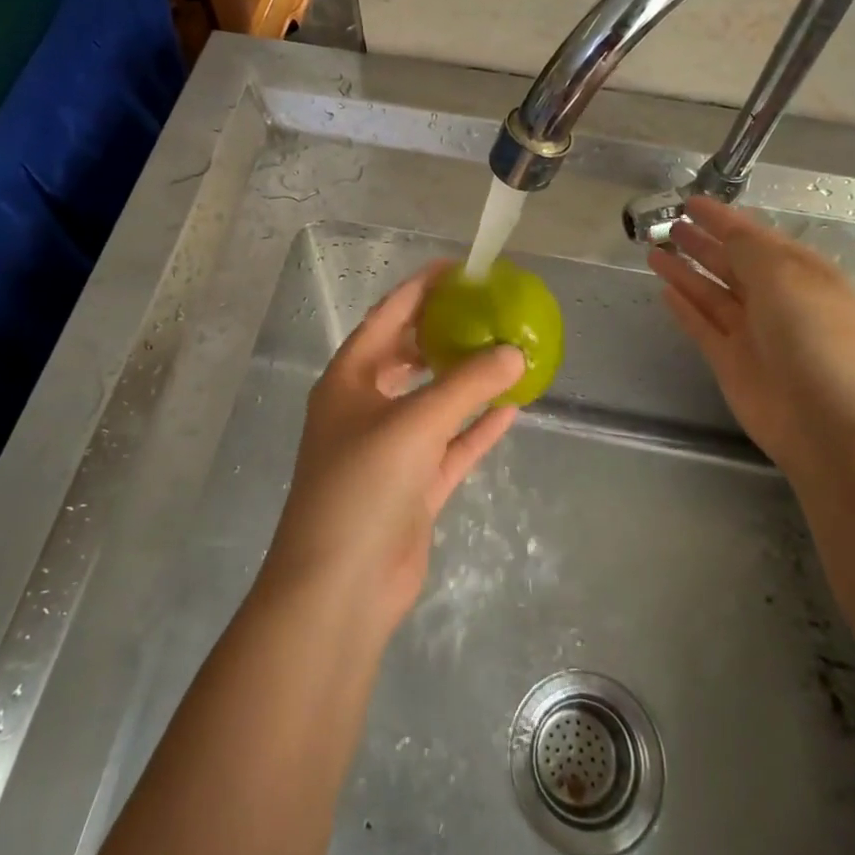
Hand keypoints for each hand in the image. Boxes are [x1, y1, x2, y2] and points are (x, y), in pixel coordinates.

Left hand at [263, 262, 526, 634]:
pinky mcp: (412, 487)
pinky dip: (476, 429)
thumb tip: (514, 351)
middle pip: (409, 356)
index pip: (387, 317)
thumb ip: (467, 385)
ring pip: (434, 401)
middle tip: (488, 309)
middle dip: (444, 331)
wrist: (340, 587)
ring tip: (505, 351)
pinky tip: (511, 410)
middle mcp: (365, 407)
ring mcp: (389, 449)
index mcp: (349, 380)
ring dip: (466, 380)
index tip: (458, 267)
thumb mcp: (415, 424)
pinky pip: (450, 446)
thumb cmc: (363, 486)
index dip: (420, 288)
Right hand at [648, 195, 854, 478]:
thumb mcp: (785, 277)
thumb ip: (748, 249)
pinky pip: (702, 325)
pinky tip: (664, 290)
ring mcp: (752, 332)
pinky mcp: (730, 361)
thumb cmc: (815, 339)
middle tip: (667, 224)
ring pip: (711, 292)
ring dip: (685, 271)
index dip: (721, 218)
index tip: (690, 201)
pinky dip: (684, 307)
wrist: (831, 425)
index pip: (753, 236)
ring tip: (653, 251)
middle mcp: (776, 299)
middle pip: (731, 263)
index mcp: (800, 273)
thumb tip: (723, 231)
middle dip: (702, 242)